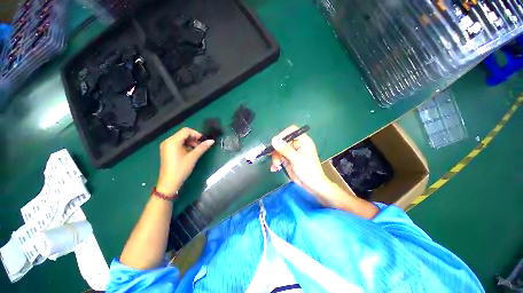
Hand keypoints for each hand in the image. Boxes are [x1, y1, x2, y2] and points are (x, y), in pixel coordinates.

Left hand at [156, 127, 214, 195]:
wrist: (169, 182)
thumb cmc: (181, 169)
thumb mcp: (193, 157)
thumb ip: (202, 147)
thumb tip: (212, 141)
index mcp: (172, 141)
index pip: (186, 131)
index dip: (196, 133)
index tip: (203, 140)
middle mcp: (168, 141)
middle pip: (183, 134)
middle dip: (193, 138)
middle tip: (201, 145)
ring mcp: (166, 146)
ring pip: (181, 139)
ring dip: (190, 142)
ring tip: (197, 150)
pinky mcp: (167, 151)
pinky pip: (178, 144)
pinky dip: (185, 145)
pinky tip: (190, 152)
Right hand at [270, 125, 332, 198]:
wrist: (312, 186)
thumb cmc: (309, 171)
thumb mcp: (297, 160)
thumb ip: (285, 149)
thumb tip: (274, 139)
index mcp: (303, 141)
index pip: (291, 131)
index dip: (283, 135)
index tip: (275, 143)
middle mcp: (296, 145)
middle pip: (282, 141)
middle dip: (277, 150)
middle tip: (275, 158)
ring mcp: (291, 153)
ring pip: (278, 150)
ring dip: (275, 158)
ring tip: (276, 166)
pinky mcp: (287, 160)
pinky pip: (278, 157)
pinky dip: (275, 163)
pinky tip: (275, 169)